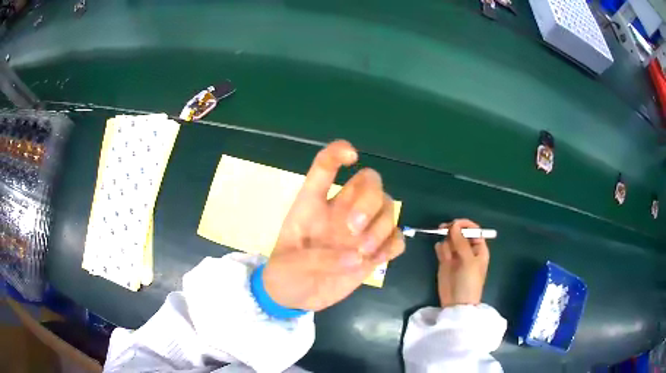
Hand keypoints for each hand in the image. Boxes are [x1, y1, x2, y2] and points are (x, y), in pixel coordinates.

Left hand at [263, 140, 404, 310]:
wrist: (294, 298)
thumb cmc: (284, 274)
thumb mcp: (287, 265)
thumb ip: (316, 258)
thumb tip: (356, 257)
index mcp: (312, 204)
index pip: (325, 167)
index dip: (337, 153)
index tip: (351, 156)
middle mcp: (340, 210)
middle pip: (370, 181)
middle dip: (369, 199)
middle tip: (354, 227)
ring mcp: (360, 230)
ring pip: (388, 207)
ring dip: (382, 226)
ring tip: (362, 253)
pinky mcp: (373, 251)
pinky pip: (396, 237)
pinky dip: (393, 244)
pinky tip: (378, 259)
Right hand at [435, 219, 489, 307]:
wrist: (457, 303)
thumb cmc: (469, 282)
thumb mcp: (469, 261)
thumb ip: (461, 242)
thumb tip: (453, 225)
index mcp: (479, 249)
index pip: (473, 230)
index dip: (464, 225)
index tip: (454, 224)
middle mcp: (467, 250)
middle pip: (460, 233)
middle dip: (452, 230)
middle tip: (443, 229)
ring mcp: (456, 256)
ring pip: (449, 240)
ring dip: (447, 242)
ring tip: (446, 254)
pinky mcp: (445, 262)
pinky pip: (442, 249)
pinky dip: (440, 249)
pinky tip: (441, 256)